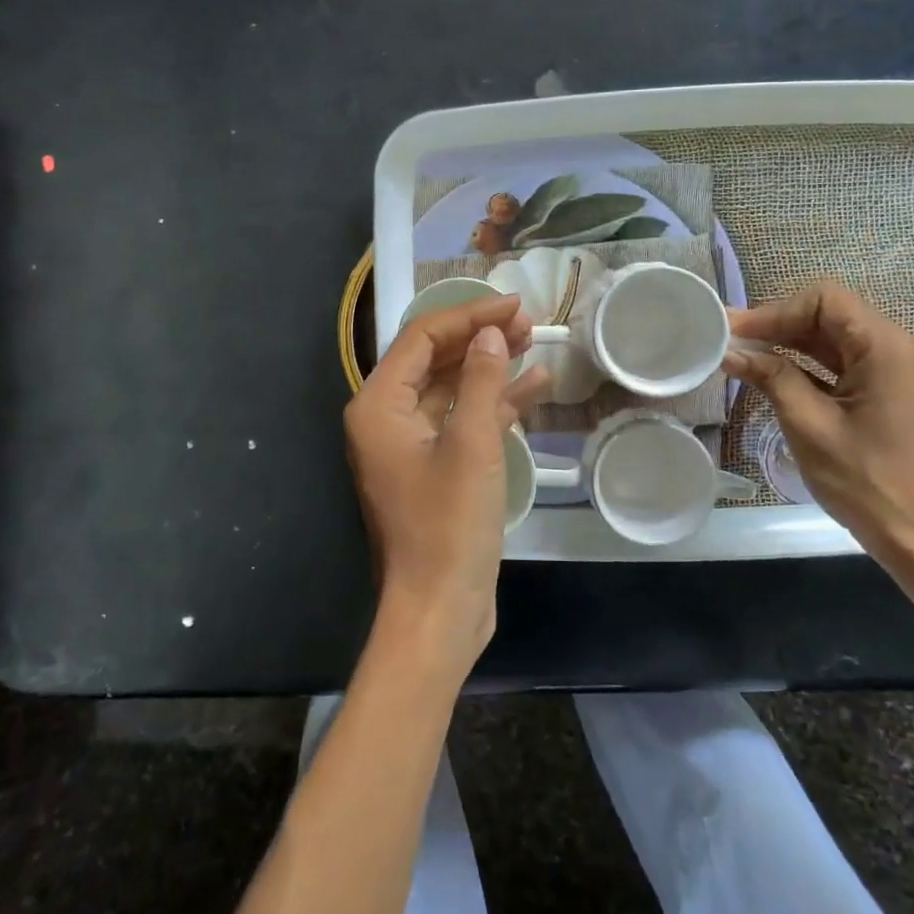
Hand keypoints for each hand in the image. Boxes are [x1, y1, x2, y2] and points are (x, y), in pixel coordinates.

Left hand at [344, 295, 548, 677]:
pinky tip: (535, 386)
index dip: (468, 315)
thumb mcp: (471, 444)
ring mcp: (411, 445)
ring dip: (490, 366)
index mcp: (379, 406)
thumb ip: (480, 380)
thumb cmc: (449, 524)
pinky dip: (494, 404)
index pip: (421, 338)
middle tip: (527, 321)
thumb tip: (490, 333)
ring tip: (534, 342)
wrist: (439, 609)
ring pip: (451, 388)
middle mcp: (387, 418)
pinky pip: (463, 421)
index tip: (513, 304)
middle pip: (435, 359)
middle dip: (479, 337)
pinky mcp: (436, 467)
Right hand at [721, 283, 913, 571]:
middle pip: (834, 316)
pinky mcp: (903, 392)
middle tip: (732, 342)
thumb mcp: (809, 426)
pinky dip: (816, 365)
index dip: (775, 310)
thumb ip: (770, 377)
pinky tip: (779, 374)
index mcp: (890, 349)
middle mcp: (907, 349)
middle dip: (781, 326)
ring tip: (747, 356)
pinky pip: (854, 363)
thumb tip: (730, 351)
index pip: (826, 300)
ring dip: (795, 345)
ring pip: (841, 339)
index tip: (736, 331)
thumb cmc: (866, 483)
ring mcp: (908, 371)